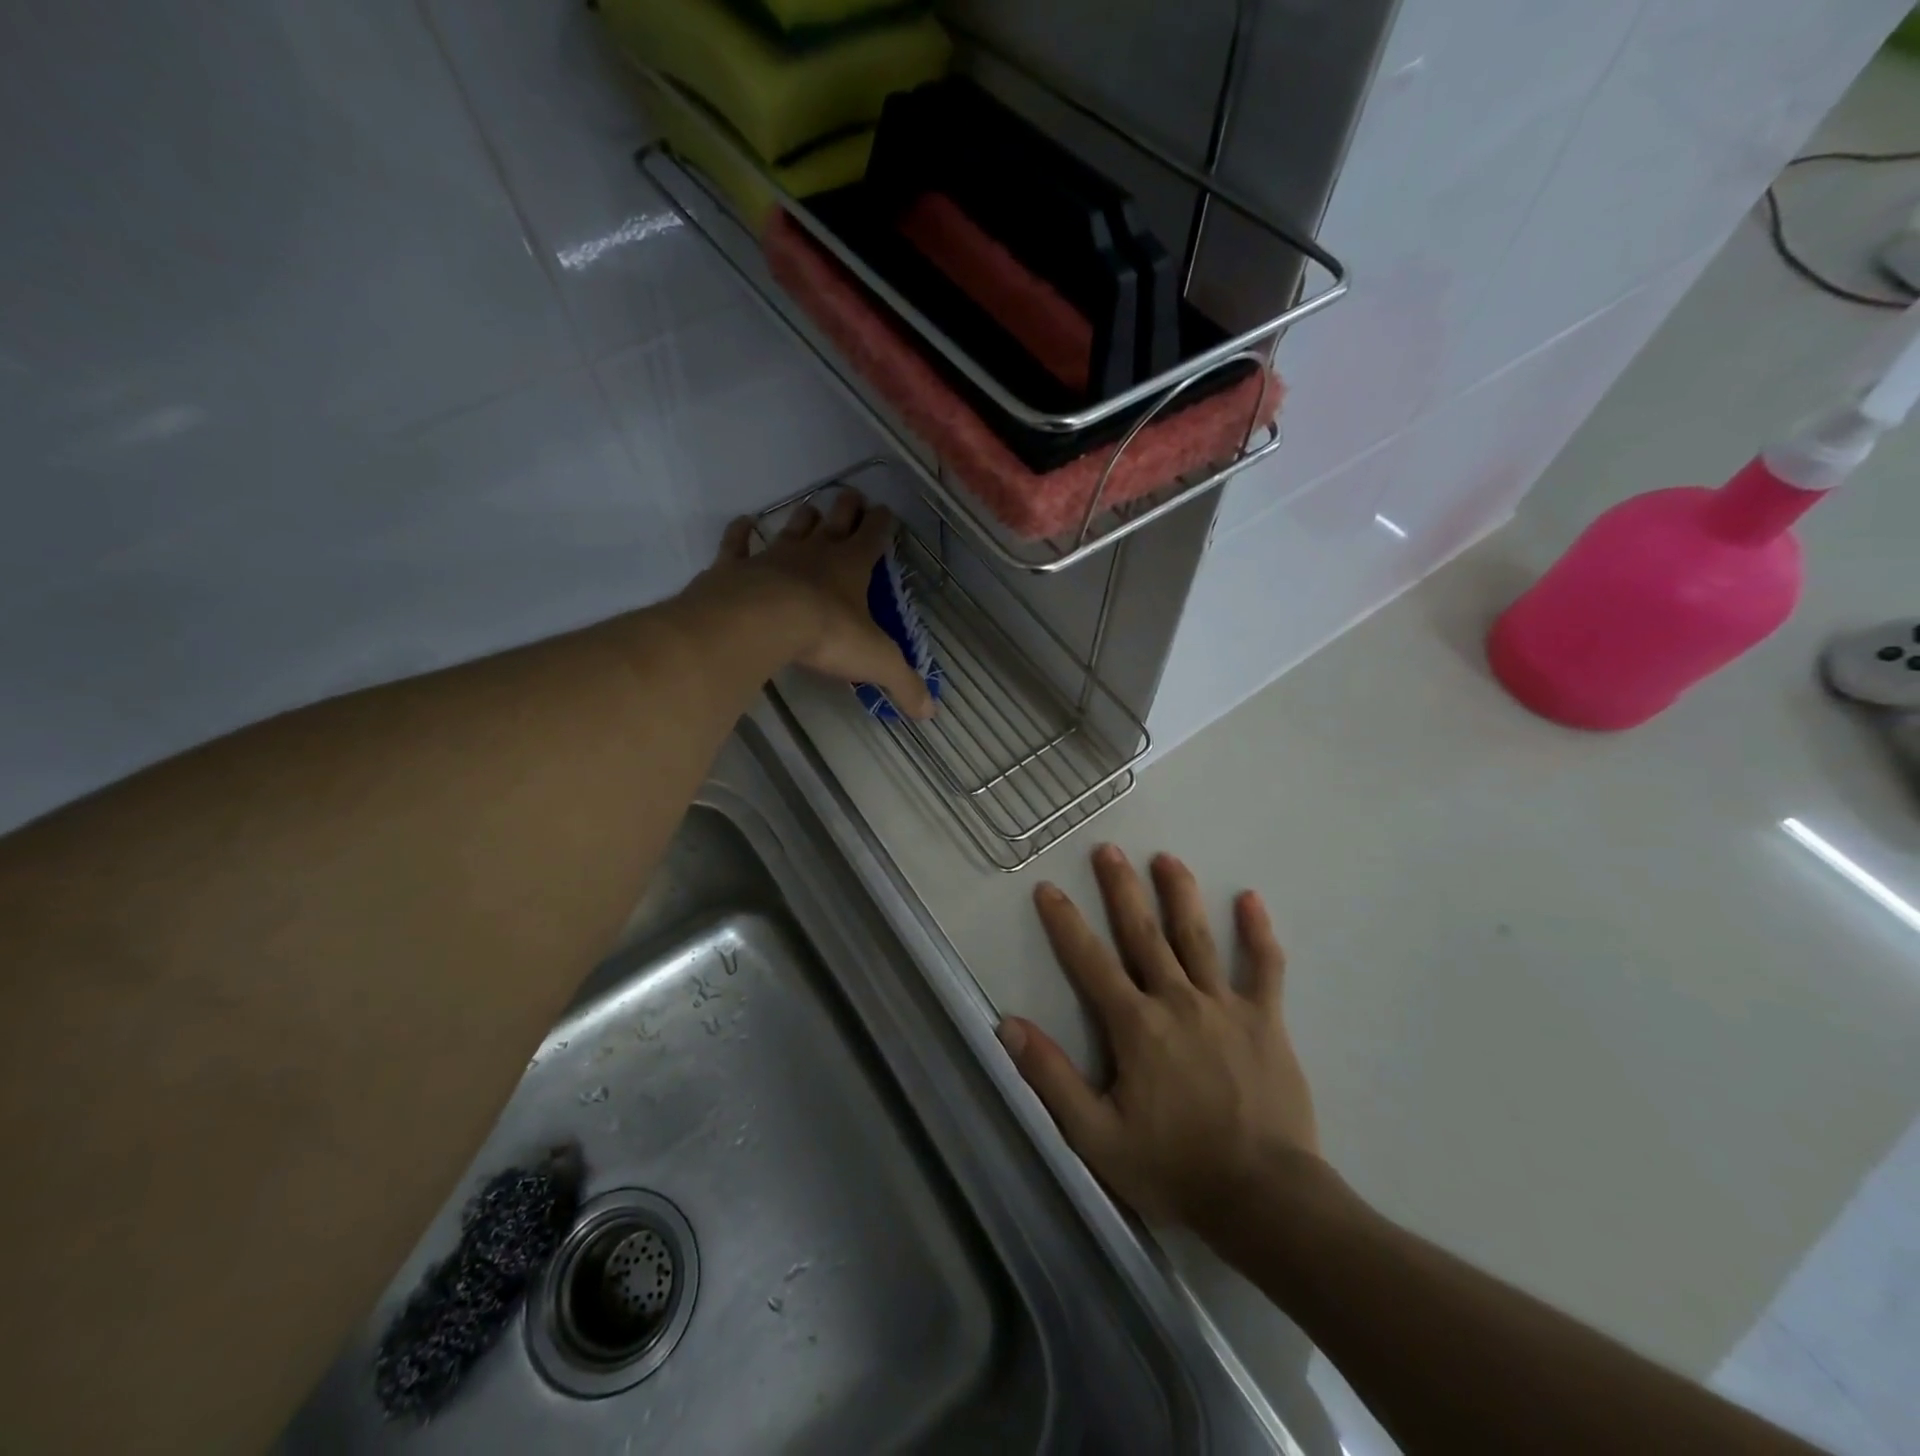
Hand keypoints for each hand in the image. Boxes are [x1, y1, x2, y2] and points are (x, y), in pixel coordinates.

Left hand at [699, 490, 934, 718]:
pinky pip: (738, 543)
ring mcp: (774, 555)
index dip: (882, 523)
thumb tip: (930, 713)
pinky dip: (741, 532)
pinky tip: (743, 523)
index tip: (886, 511)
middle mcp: (816, 552)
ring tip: (810, 509)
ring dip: (803, 518)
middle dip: (847, 508)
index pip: (874, 536)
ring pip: (793, 527)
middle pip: (836, 520)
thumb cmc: (828, 635)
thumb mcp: (876, 662)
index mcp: (853, 566)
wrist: (762, 622)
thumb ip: (904, 684)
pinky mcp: (737, 566)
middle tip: (852, 496)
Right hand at [997, 844, 1321, 1229]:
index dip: (1065, 923)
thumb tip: (1008, 1025)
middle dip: (1122, 889)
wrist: (1265, 1199)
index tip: (1049, 888)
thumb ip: (1051, 1078)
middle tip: (1108, 849)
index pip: (1090, 962)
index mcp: (1135, 1025)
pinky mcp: (1265, 1021)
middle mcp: (1177, 1000)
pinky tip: (1251, 899)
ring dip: (1180, 894)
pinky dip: (1258, 933)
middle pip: (1144, 934)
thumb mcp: (1097, 1137)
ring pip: (1198, 938)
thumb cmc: (1175, 1168)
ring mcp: (1225, 1006)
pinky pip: (1264, 968)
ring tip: (1167, 858)